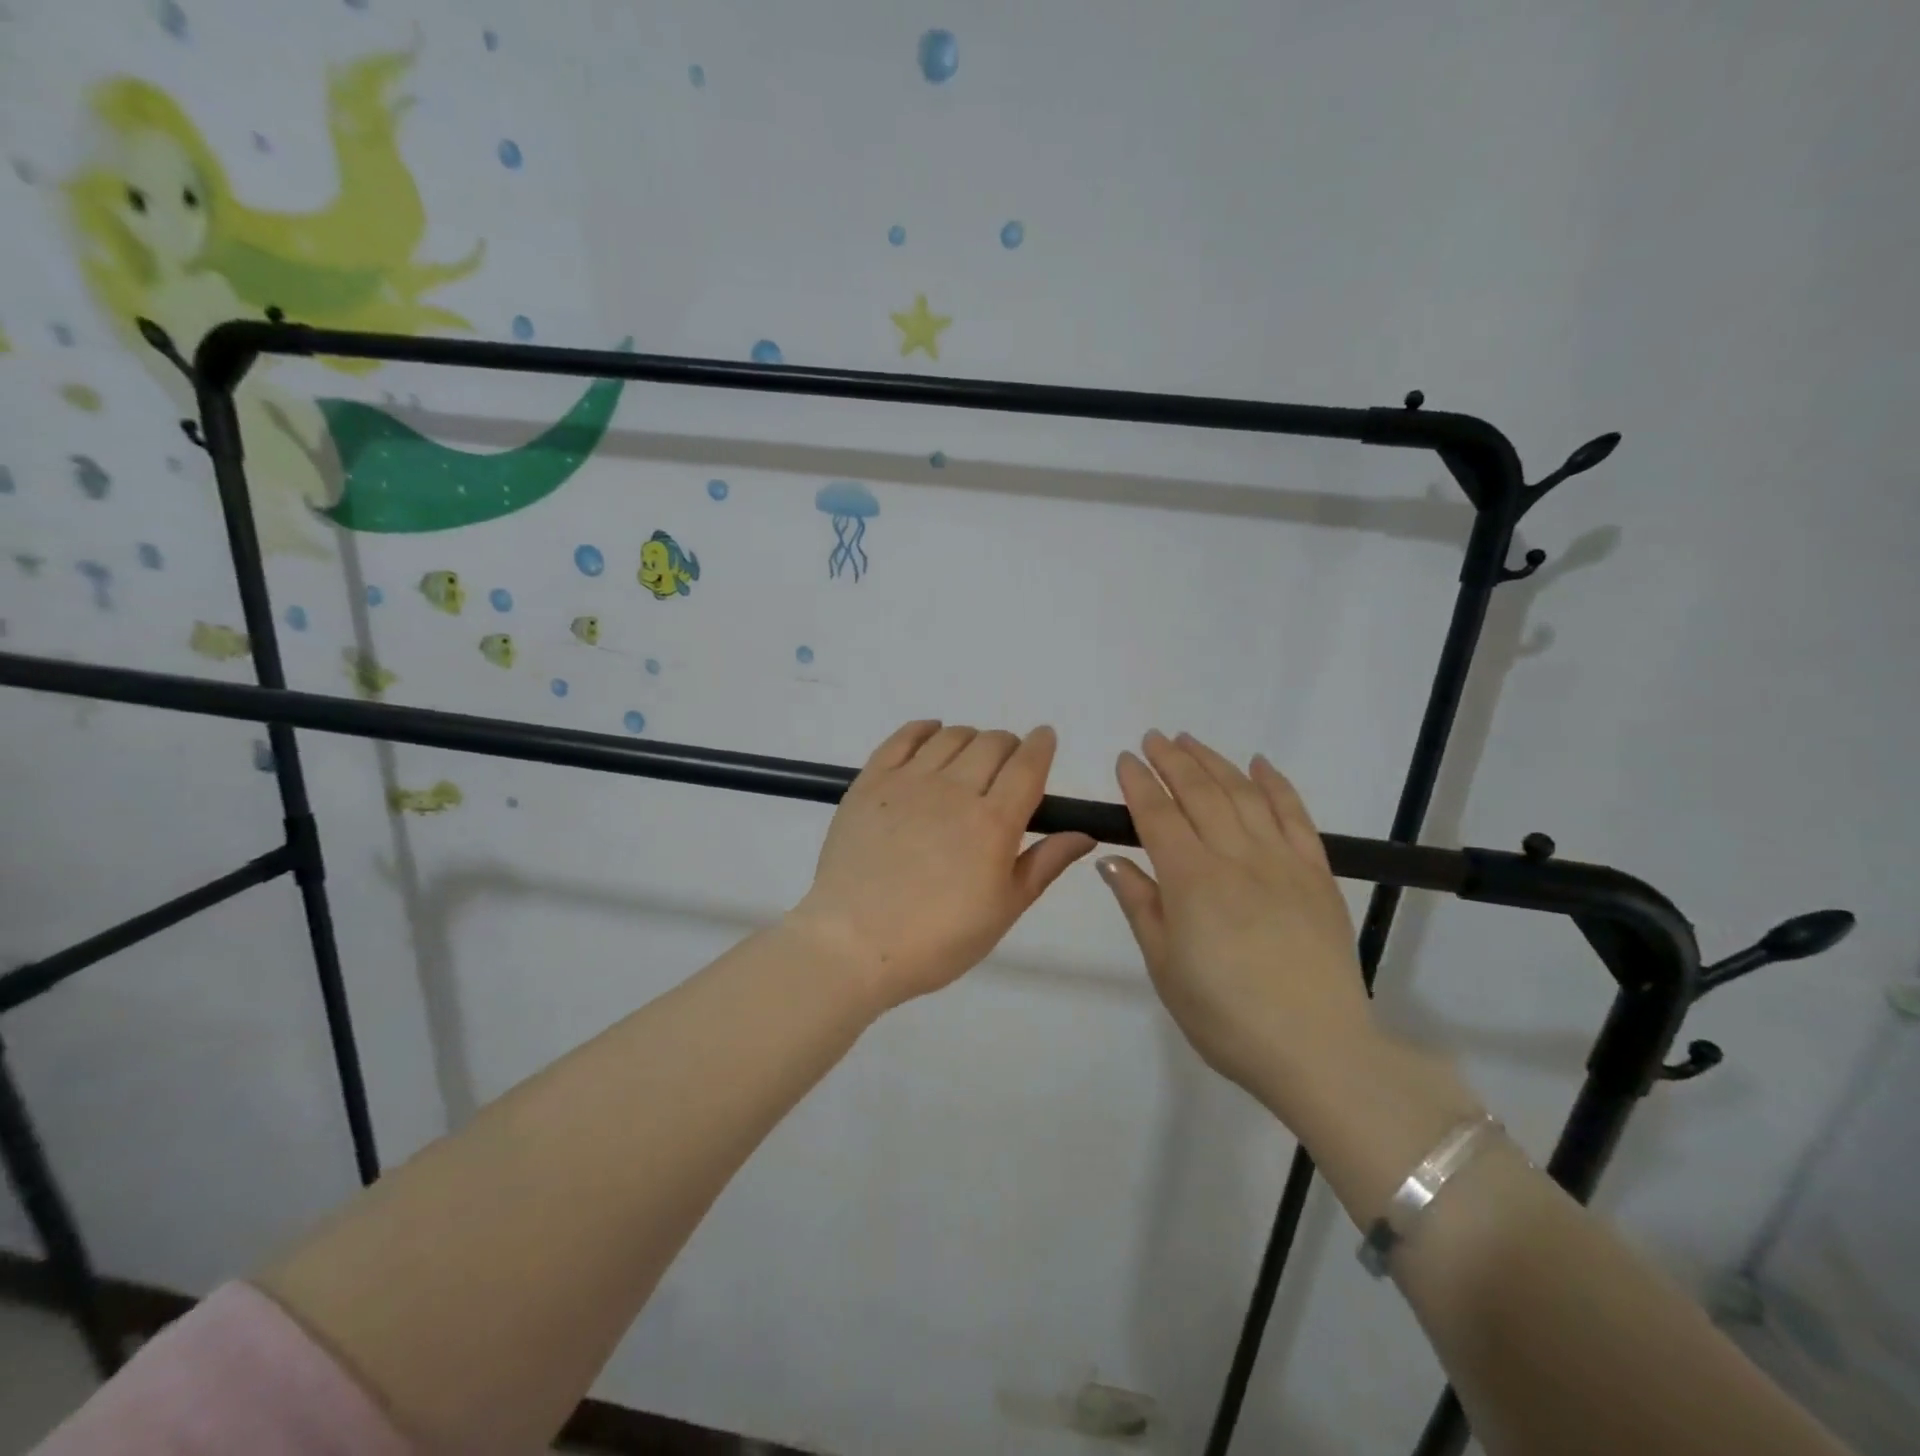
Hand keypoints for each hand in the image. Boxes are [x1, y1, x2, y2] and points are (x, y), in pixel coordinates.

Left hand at [792, 721, 1096, 1008]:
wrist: (854, 944)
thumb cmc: (937, 939)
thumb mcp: (1003, 910)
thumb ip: (1044, 864)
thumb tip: (1085, 834)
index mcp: (994, 822)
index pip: (1028, 764)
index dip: (1041, 745)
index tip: (1045, 739)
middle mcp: (955, 789)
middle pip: (992, 743)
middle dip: (1009, 746)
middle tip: (1006, 766)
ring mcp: (909, 782)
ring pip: (951, 736)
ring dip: (971, 739)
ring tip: (970, 759)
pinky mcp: (870, 782)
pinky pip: (903, 737)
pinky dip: (924, 730)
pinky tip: (931, 737)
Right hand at [1098, 731, 1374, 1108]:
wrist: (1317, 1050)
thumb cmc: (1225, 1016)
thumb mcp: (1165, 967)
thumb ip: (1140, 905)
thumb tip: (1111, 860)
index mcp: (1192, 881)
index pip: (1158, 816)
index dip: (1139, 784)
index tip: (1125, 759)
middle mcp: (1236, 858)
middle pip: (1200, 793)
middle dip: (1172, 761)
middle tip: (1153, 739)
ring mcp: (1282, 861)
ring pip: (1243, 795)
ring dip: (1214, 762)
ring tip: (1191, 741)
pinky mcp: (1317, 873)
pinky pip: (1296, 816)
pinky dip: (1276, 784)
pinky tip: (1259, 764)